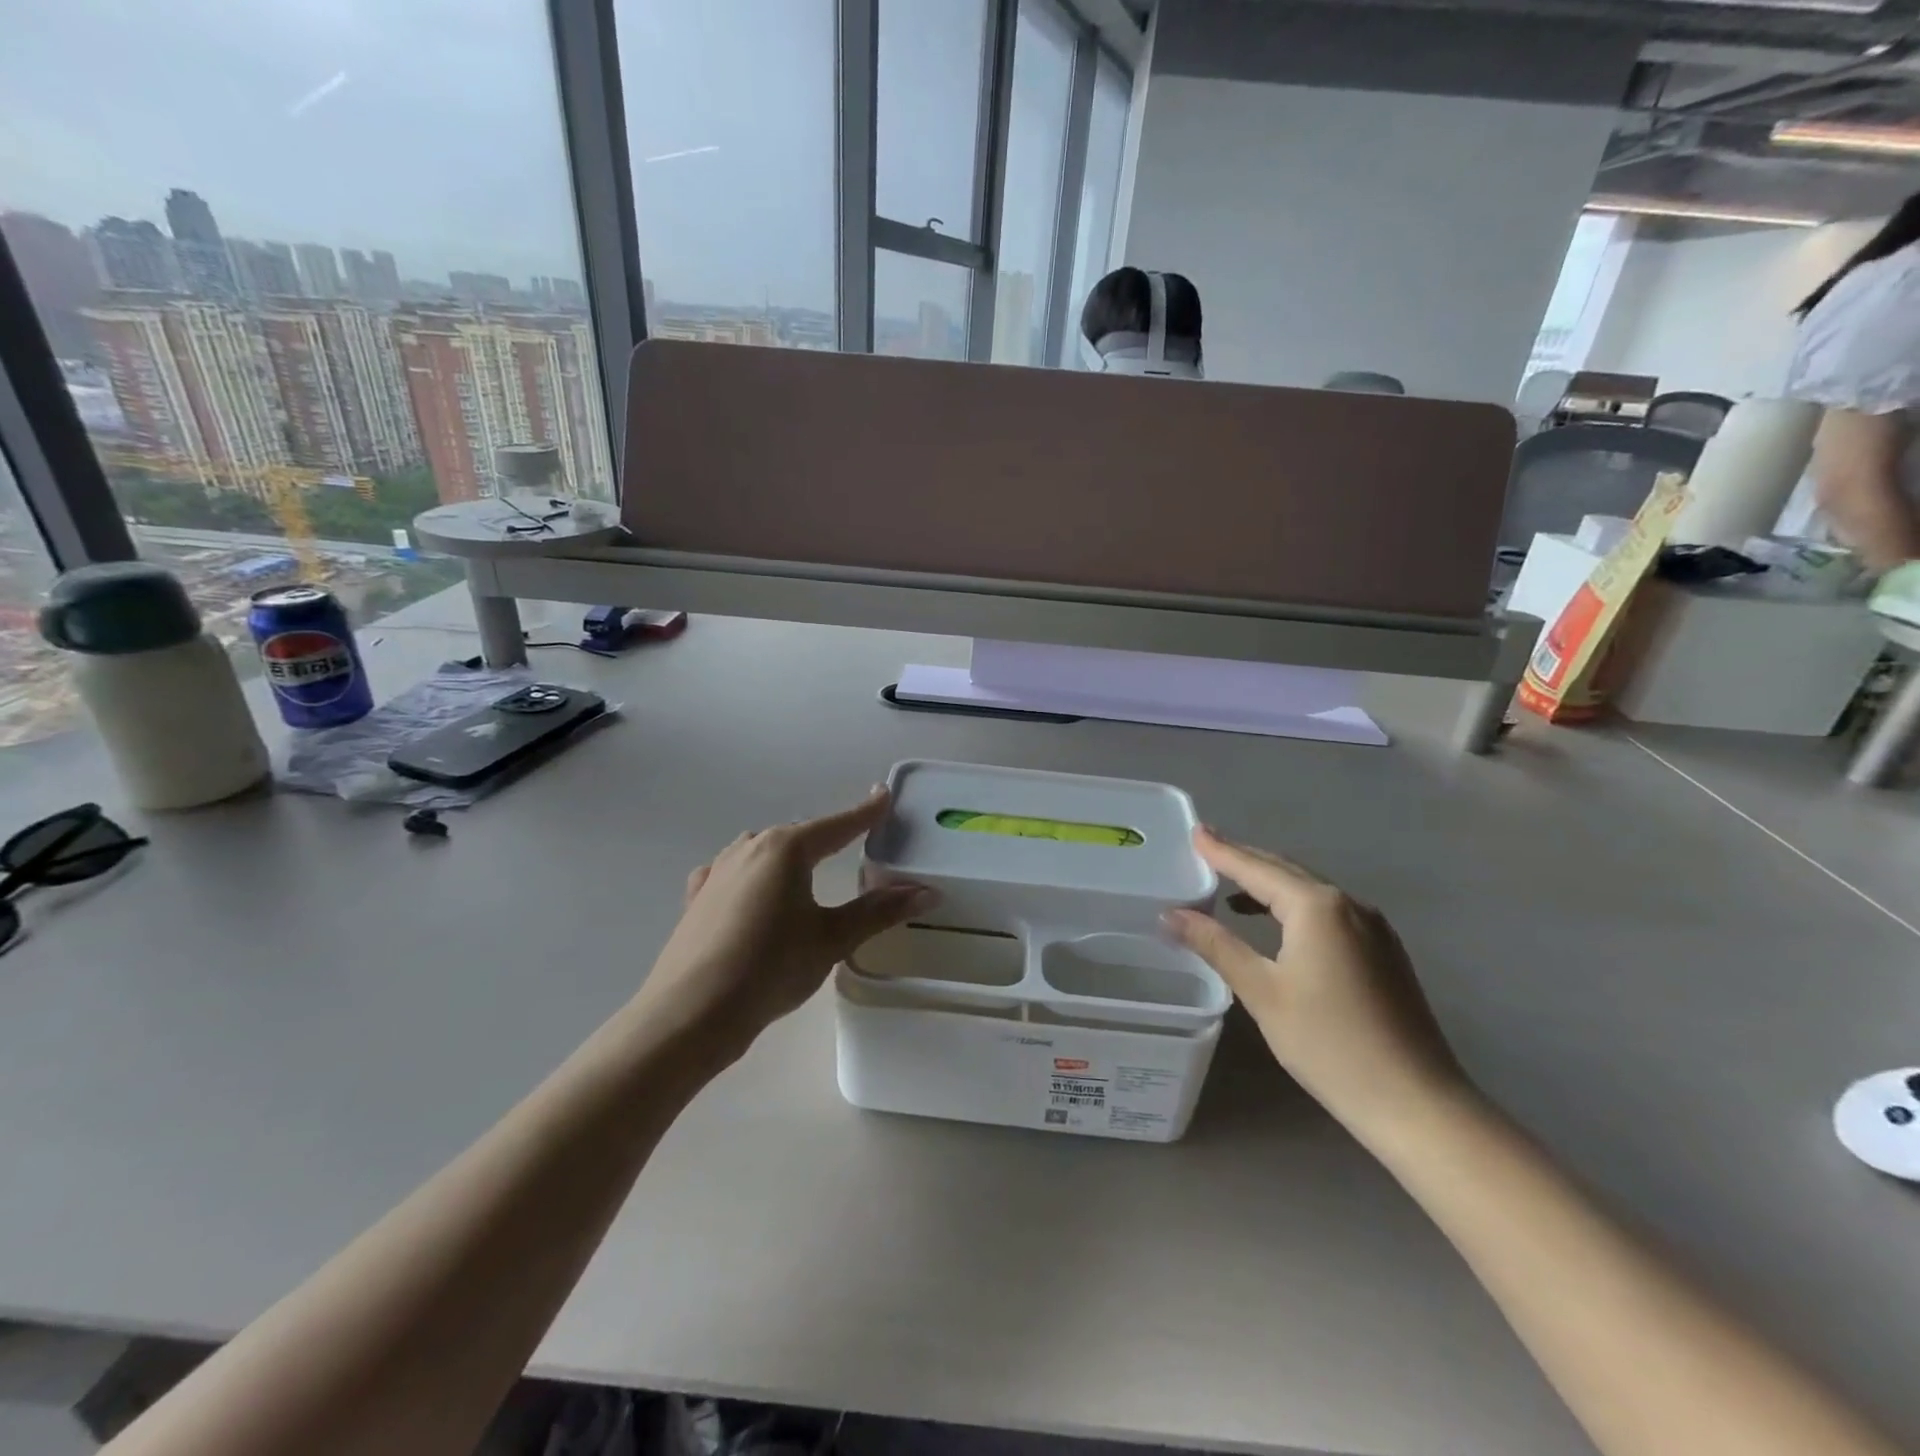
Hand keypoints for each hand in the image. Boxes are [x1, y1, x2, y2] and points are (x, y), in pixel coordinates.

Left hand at [636, 789, 936, 1061]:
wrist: (690, 1013)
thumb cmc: (770, 968)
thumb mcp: (832, 939)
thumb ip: (879, 911)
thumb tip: (927, 892)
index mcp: (787, 848)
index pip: (839, 824)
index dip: (866, 812)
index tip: (883, 795)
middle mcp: (750, 847)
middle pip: (800, 836)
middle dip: (827, 838)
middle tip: (853, 844)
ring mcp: (718, 870)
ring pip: (763, 852)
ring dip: (788, 857)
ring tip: (805, 873)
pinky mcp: (697, 898)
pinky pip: (733, 873)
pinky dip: (751, 876)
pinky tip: (750, 892)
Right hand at [1164, 828, 1470, 1138]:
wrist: (1416, 1102)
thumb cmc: (1329, 1043)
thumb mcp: (1262, 992)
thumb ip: (1216, 945)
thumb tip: (1170, 914)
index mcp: (1317, 907)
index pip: (1257, 868)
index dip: (1222, 851)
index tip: (1195, 831)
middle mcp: (1349, 904)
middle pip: (1286, 871)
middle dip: (1245, 860)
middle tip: (1207, 850)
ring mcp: (1373, 927)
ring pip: (1310, 891)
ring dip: (1270, 885)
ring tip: (1231, 889)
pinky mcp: (1384, 951)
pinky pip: (1329, 911)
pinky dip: (1294, 906)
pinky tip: (1277, 925)